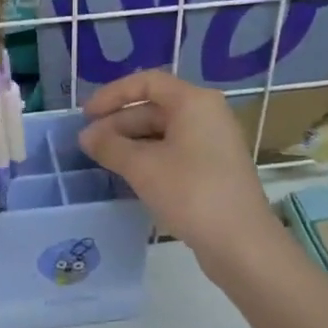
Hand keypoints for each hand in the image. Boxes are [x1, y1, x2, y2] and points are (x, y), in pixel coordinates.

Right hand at [79, 71, 277, 264]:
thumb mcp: (142, 167)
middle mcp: (207, 115)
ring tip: (102, 161)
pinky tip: (128, 175)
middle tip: (89, 144)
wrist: (242, 244)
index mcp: (194, 102)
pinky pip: (174, 152)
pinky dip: (149, 158)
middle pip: (154, 107)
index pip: (146, 83)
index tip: (86, 115)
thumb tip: (86, 136)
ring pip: (163, 132)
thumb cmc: (191, 193)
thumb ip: (110, 146)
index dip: (112, 95)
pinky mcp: (214, 169)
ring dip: (131, 143)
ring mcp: (213, 143)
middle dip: (118, 123)